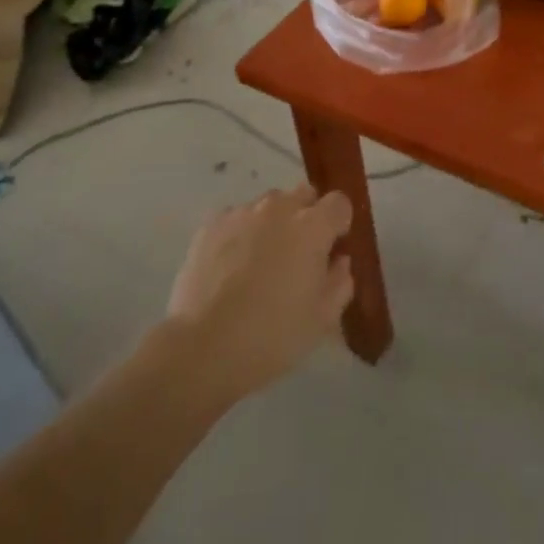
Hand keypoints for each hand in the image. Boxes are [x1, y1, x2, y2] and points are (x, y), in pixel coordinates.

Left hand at [164, 185, 355, 402]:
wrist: (203, 347)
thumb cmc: (272, 336)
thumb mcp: (322, 319)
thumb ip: (340, 282)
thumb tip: (339, 260)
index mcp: (312, 227)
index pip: (339, 203)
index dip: (338, 223)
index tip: (332, 248)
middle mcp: (279, 208)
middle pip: (303, 195)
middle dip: (307, 217)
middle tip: (298, 256)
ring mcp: (242, 213)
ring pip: (268, 206)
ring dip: (272, 224)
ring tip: (259, 264)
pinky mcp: (211, 224)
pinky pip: (236, 218)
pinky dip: (241, 234)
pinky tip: (231, 268)